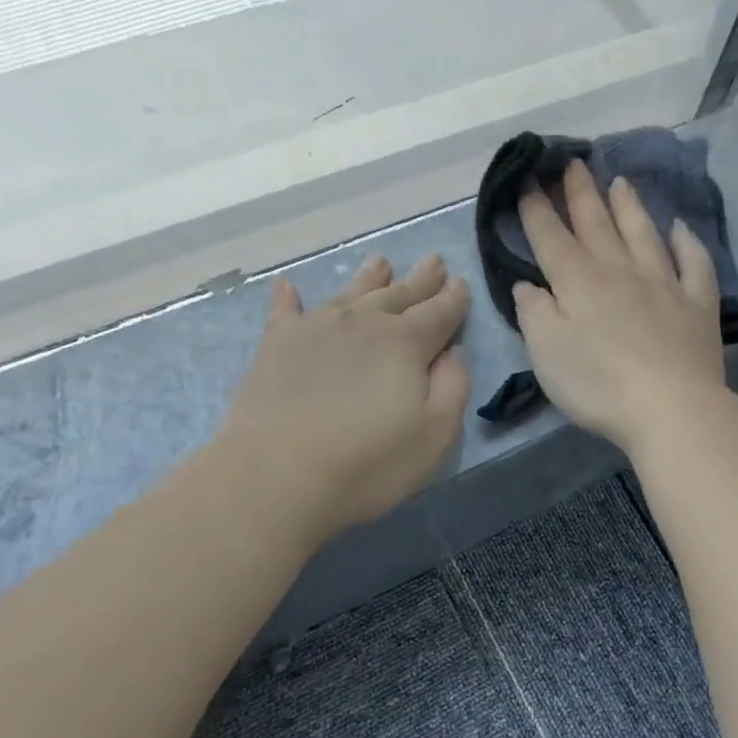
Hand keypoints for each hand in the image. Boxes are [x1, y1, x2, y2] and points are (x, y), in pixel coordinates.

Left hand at [215, 254, 470, 547]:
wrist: (277, 476)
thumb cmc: (368, 464)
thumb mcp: (435, 436)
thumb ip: (453, 388)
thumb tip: (454, 352)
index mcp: (406, 343)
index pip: (439, 313)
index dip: (453, 299)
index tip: (461, 283)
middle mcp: (363, 323)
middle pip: (399, 295)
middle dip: (420, 280)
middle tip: (433, 262)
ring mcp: (316, 329)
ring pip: (350, 293)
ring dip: (369, 278)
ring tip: (381, 262)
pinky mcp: (276, 345)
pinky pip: (285, 311)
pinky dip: (288, 298)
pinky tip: (288, 287)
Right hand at [514, 159, 726, 456]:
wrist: (672, 408)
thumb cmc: (599, 385)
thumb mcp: (547, 353)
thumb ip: (534, 313)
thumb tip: (529, 285)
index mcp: (579, 283)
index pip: (551, 237)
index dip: (536, 208)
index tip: (527, 178)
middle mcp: (621, 272)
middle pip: (597, 224)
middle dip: (580, 193)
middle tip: (572, 162)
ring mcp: (664, 284)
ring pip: (644, 234)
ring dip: (630, 207)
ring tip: (619, 181)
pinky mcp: (698, 305)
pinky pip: (694, 264)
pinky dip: (687, 243)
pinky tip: (680, 229)